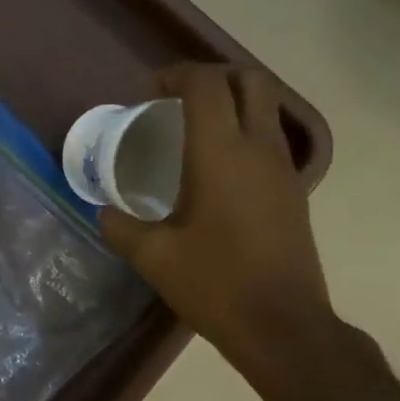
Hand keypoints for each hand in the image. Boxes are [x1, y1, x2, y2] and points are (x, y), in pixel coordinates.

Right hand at [99, 63, 337, 386]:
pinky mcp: (295, 191)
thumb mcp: (154, 258)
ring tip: (195, 128)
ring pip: (267, 106)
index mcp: (221, 154)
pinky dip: (246, 131)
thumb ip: (122, 228)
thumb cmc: (215, 285)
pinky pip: (271, 138)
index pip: (206, 85)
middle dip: (213, 75)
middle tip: (178, 97)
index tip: (149, 91)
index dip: (176, 75)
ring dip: (233, 101)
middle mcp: (259, 148)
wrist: (282, 325)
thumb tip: (105, 212)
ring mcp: (284, 168)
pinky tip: (218, 167)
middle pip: (250, 80)